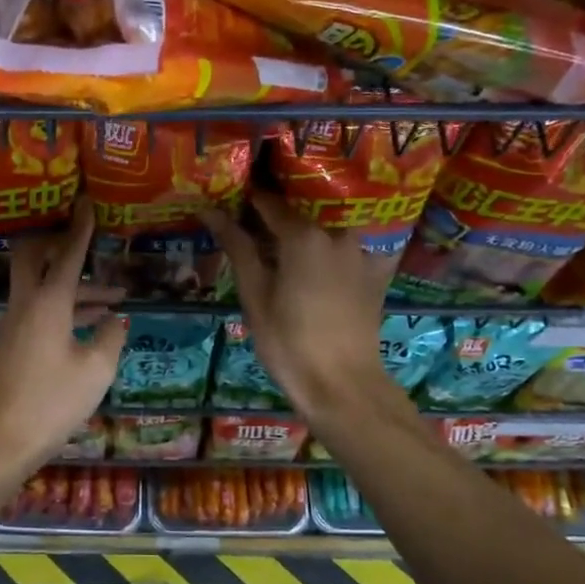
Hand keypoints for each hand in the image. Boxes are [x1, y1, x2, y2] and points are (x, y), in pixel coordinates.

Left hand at [0, 198, 126, 472]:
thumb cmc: (52, 402)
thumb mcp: (95, 370)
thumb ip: (110, 338)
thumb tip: (116, 319)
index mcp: (48, 302)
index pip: (67, 254)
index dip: (80, 228)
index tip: (86, 203)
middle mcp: (26, 303)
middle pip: (34, 256)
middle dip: (60, 244)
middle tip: (87, 245)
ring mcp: (14, 323)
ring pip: (42, 287)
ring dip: (74, 287)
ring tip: (114, 301)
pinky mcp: (12, 342)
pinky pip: (39, 309)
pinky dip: (65, 307)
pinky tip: (90, 326)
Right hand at [202, 191, 398, 415]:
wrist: (343, 385)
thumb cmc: (289, 342)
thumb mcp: (254, 294)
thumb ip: (237, 246)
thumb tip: (210, 209)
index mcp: (303, 234)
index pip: (268, 201)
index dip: (246, 198)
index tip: (230, 200)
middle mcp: (336, 231)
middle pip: (302, 206)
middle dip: (276, 208)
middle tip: (253, 219)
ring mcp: (360, 250)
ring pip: (327, 222)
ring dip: (305, 223)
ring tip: (283, 234)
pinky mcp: (374, 270)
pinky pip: (350, 242)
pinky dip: (331, 241)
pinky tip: (318, 254)